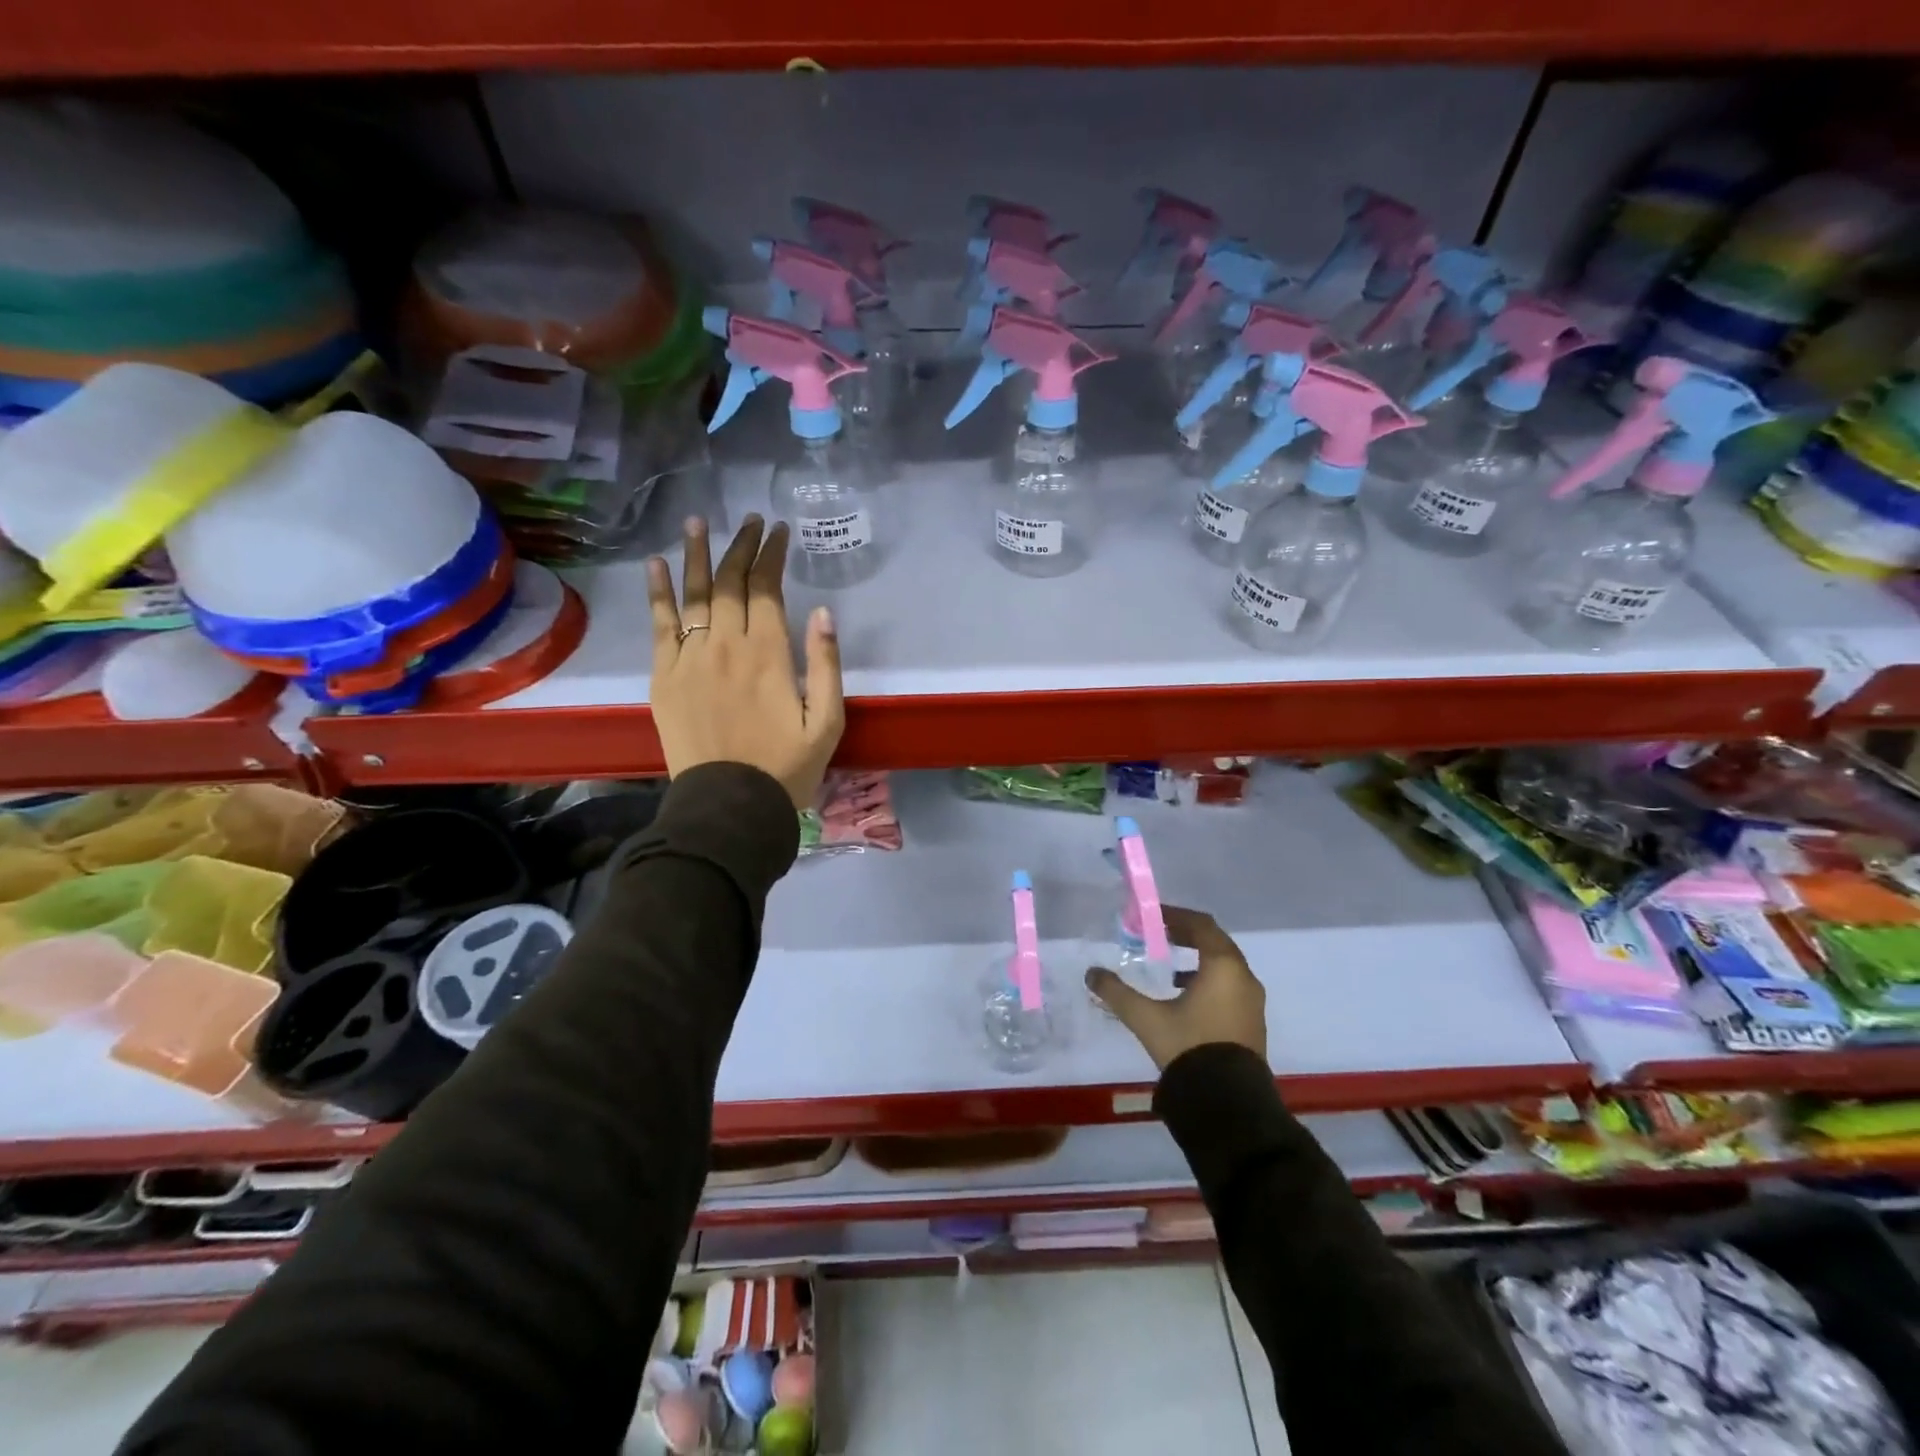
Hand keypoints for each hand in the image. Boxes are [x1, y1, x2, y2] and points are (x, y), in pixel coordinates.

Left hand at [647, 515, 844, 808]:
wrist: (730, 806)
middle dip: (742, 546)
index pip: (767, 588)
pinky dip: (658, 592)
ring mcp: (689, 658)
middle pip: (731, 582)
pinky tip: (656, 565)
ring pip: (694, 594)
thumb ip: (827, 665)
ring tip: (698, 522)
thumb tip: (823, 612)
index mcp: (769, 654)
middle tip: (750, 520)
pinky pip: (660, 625)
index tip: (779, 531)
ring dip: (697, 554)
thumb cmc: (787, 768)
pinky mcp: (664, 676)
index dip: (772, 555)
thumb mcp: (828, 722)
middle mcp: (726, 645)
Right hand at [1087, 907, 1266, 1070]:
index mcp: (1223, 966)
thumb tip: (1091, 973)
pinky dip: (1208, 979)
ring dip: (1199, 959)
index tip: (1153, 916)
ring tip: (1170, 964)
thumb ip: (1117, 992)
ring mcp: (1252, 1002)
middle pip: (1215, 942)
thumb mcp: (1146, 1018)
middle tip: (1160, 933)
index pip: (1202, 925)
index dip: (1176, 916)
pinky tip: (1184, 996)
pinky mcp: (1252, 1023)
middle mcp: (1243, 977)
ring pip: (1225, 966)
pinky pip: (1230, 987)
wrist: (1228, 1104)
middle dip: (1187, 935)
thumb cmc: (1189, 1048)